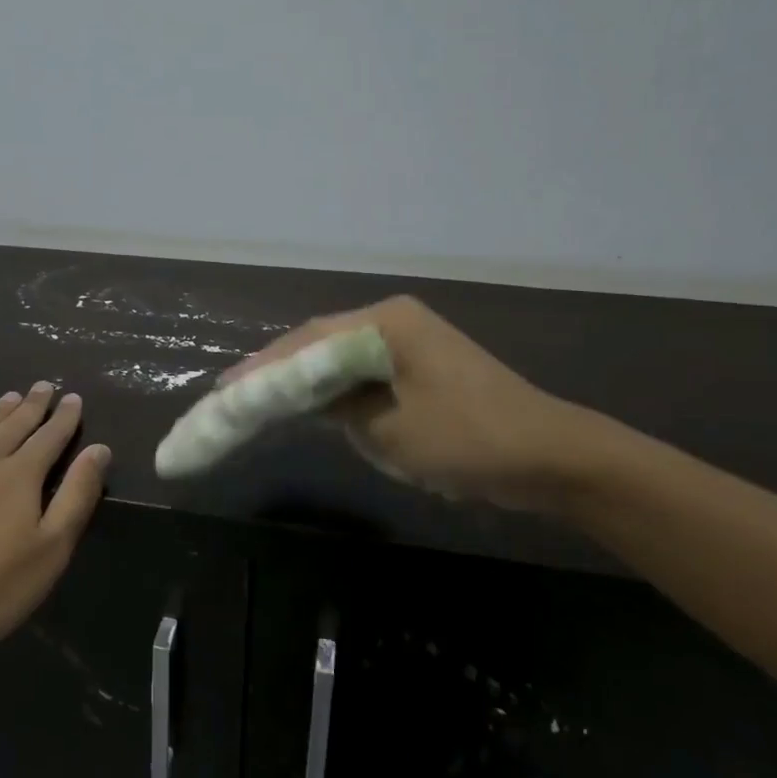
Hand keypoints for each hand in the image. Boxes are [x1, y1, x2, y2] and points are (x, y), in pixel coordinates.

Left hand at [0, 383, 110, 651]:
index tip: (73, 397)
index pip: (50, 437)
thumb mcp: (51, 549)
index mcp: (20, 476)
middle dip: (32, 405)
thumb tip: (99, 449)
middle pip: (13, 425)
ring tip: (10, 396)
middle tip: (44, 385)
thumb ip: (76, 496)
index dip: (64, 417)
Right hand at [225, 295, 587, 509]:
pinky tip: (310, 407)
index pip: (309, 340)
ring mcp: (409, 342)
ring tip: (259, 400)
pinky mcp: (420, 366)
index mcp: (385, 322)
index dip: (264, 366)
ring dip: (304, 380)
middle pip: (320, 342)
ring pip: (339, 357)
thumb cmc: (466, 438)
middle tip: (235, 394)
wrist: (549, 457)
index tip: (226, 388)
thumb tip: (308, 399)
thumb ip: (336, 407)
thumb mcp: (387, 429)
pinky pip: (363, 373)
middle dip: (279, 370)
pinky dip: (334, 391)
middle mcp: (393, 321)